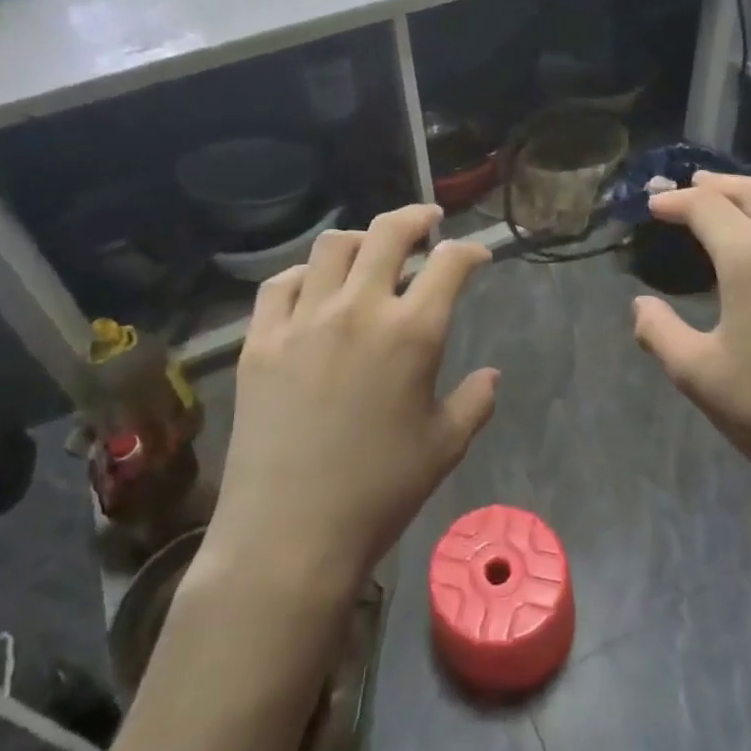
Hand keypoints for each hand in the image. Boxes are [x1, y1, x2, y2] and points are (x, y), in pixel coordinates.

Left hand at [202, 205, 498, 599]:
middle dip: (415, 217)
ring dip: (359, 239)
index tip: (476, 256)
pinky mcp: (260, 341)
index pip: (448, 264)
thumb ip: (475, 401)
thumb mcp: (445, 446)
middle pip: (387, 233)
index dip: (468, 251)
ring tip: (370, 251)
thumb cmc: (380, 491)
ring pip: (331, 247)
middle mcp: (358, 310)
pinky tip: (312, 288)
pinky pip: (280, 285)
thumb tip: (490, 375)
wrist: (292, 532)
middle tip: (427, 220)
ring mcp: (303, 321)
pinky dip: (304, 275)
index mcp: (412, 333)